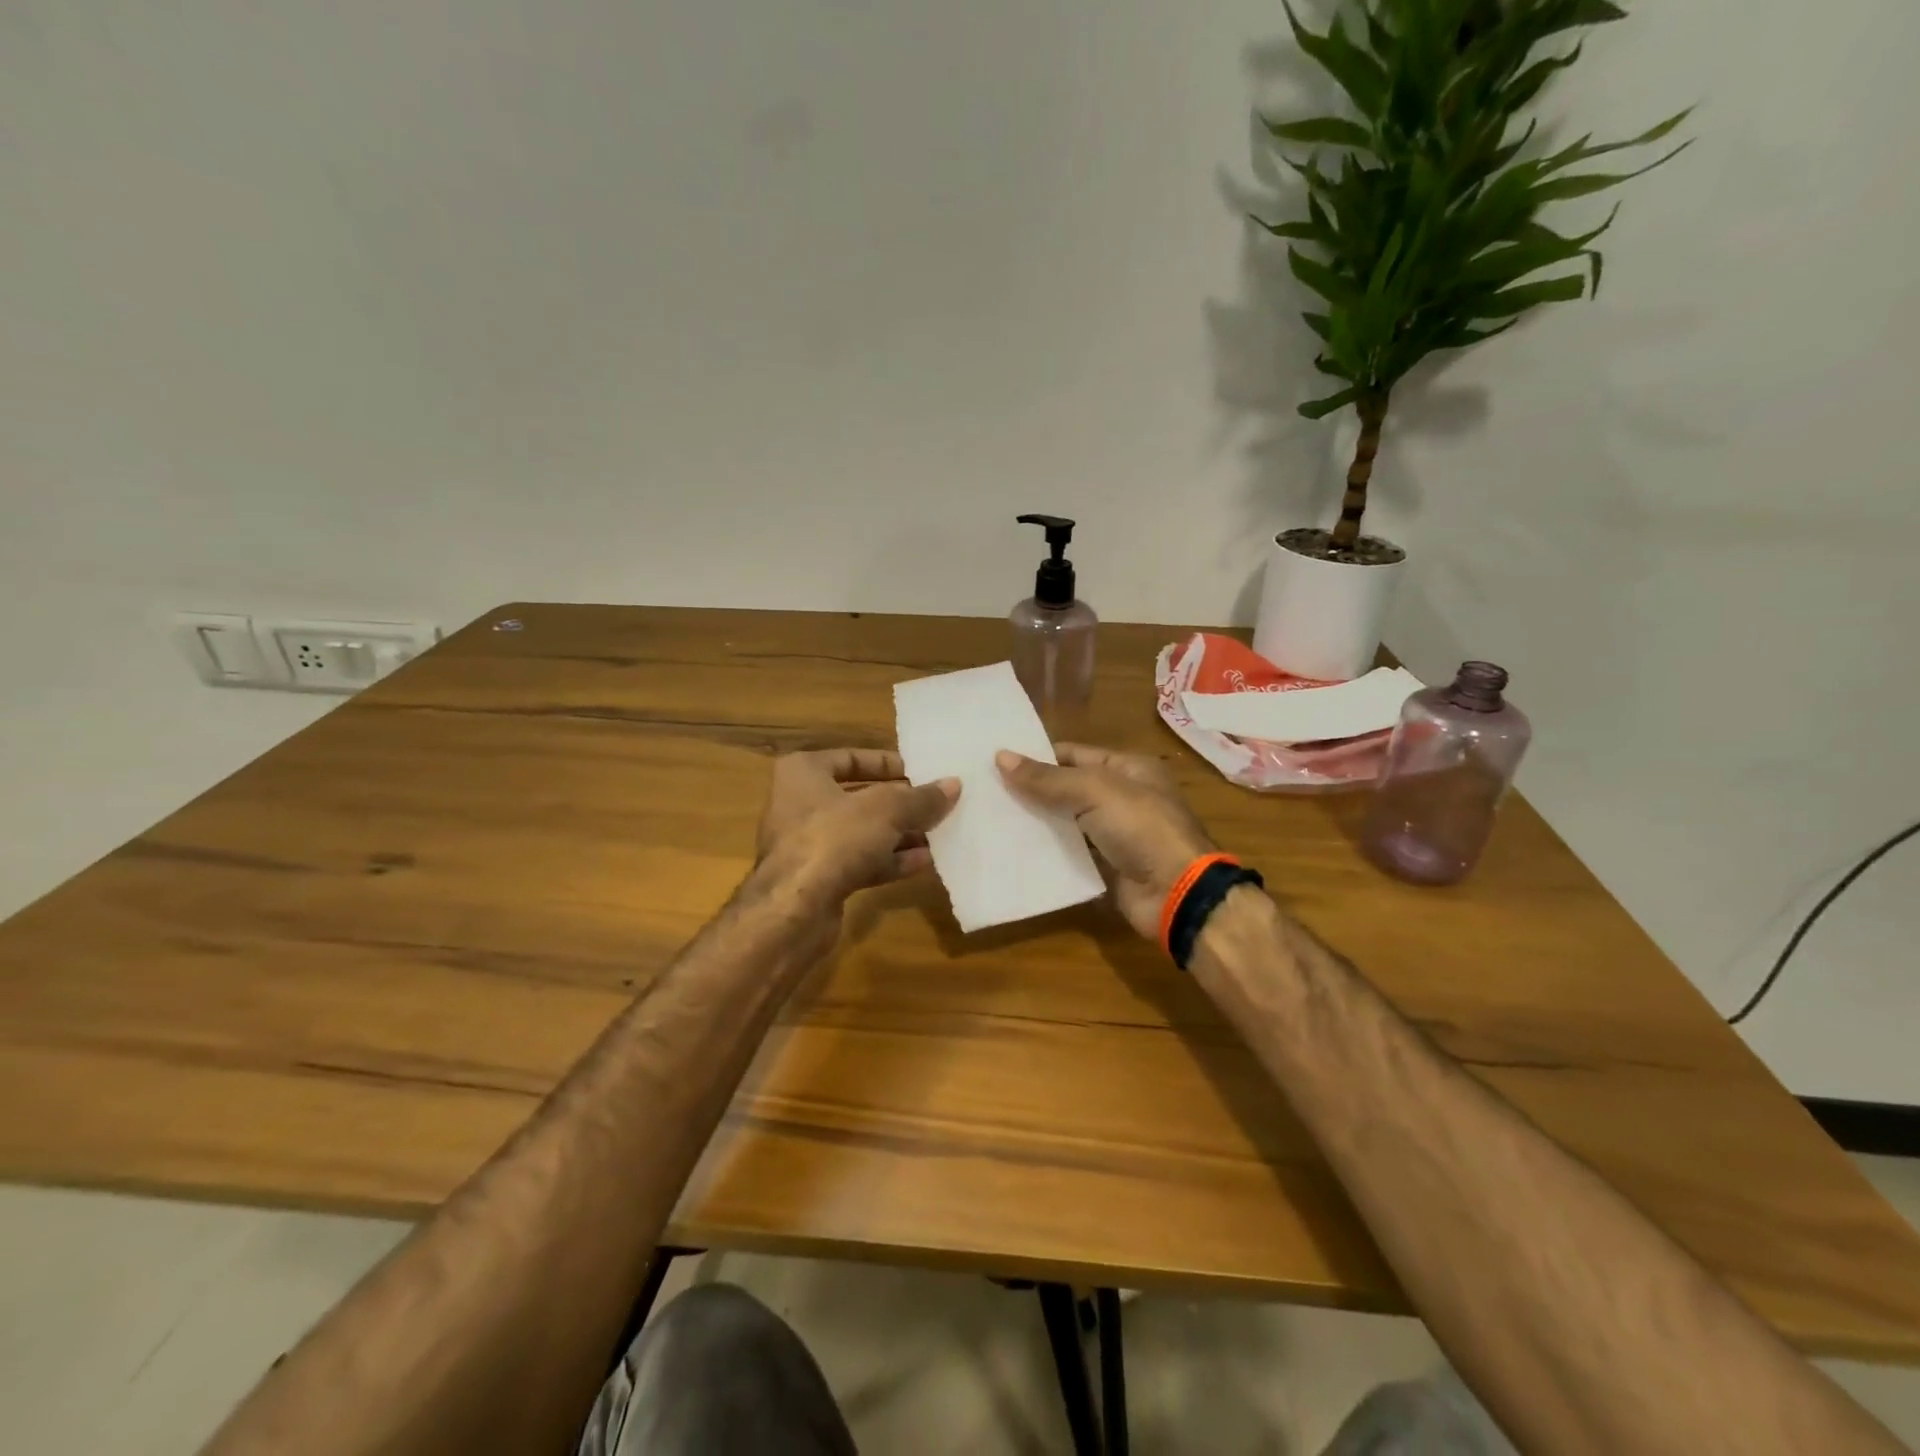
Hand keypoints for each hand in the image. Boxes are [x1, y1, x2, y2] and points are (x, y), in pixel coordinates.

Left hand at [754, 749, 959, 915]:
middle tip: (937, 803)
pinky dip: (890, 860)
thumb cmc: (834, 838)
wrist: (794, 910)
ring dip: (900, 834)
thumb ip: (921, 798)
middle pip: (860, 797)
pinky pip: (860, 861)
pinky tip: (924, 862)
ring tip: (939, 833)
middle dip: (900, 803)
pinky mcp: (819, 878)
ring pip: (862, 832)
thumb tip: (953, 785)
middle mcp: (800, 804)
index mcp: (804, 772)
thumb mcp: (886, 809)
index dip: (888, 764)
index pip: (851, 757)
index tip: (921, 772)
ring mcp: (808, 844)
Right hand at [996, 743, 1216, 939]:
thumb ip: (1048, 777)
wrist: (1177, 892)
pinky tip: (1013, 850)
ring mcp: (1114, 834)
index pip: (1074, 754)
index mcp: (1127, 769)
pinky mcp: (1106, 866)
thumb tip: (1000, 757)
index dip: (1038, 756)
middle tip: (985, 790)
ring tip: (990, 819)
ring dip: (1035, 822)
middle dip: (1031, 790)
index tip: (996, 761)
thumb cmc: (1141, 828)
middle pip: (1067, 788)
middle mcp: (1122, 798)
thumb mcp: (1095, 792)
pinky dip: (1047, 852)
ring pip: (1066, 823)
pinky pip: (1070, 854)